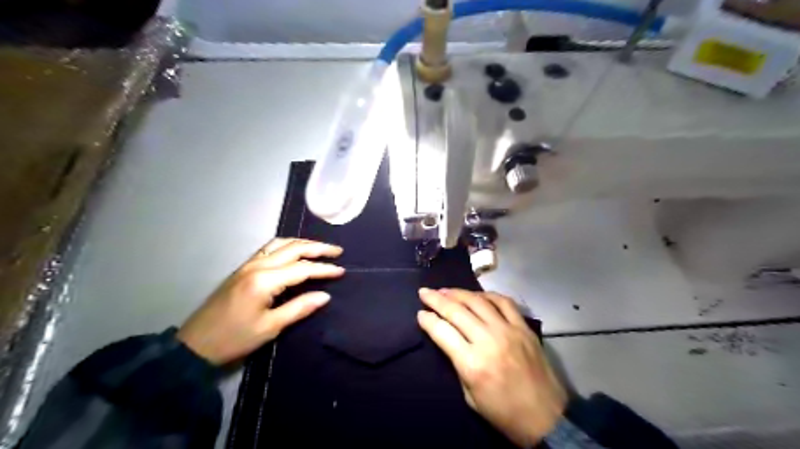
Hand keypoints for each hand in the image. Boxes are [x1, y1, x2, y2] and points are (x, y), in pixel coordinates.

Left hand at [177, 238, 343, 364]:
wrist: (195, 345)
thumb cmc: (235, 339)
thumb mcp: (270, 327)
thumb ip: (299, 308)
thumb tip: (325, 296)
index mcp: (264, 281)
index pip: (302, 268)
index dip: (324, 269)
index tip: (342, 270)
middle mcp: (257, 266)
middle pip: (293, 248)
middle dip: (317, 248)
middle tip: (337, 251)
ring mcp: (248, 265)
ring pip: (280, 244)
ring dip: (302, 243)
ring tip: (319, 249)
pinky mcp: (242, 269)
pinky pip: (269, 248)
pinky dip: (287, 245)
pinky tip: (294, 252)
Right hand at [416, 290, 563, 446]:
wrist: (546, 418)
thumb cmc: (503, 413)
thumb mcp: (470, 396)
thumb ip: (457, 363)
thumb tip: (447, 338)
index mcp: (472, 363)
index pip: (442, 331)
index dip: (427, 320)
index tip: (420, 313)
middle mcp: (488, 341)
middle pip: (457, 311)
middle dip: (436, 299)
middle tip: (424, 292)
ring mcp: (508, 331)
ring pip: (478, 302)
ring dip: (458, 293)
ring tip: (445, 290)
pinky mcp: (523, 327)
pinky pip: (504, 302)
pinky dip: (487, 295)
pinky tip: (476, 295)